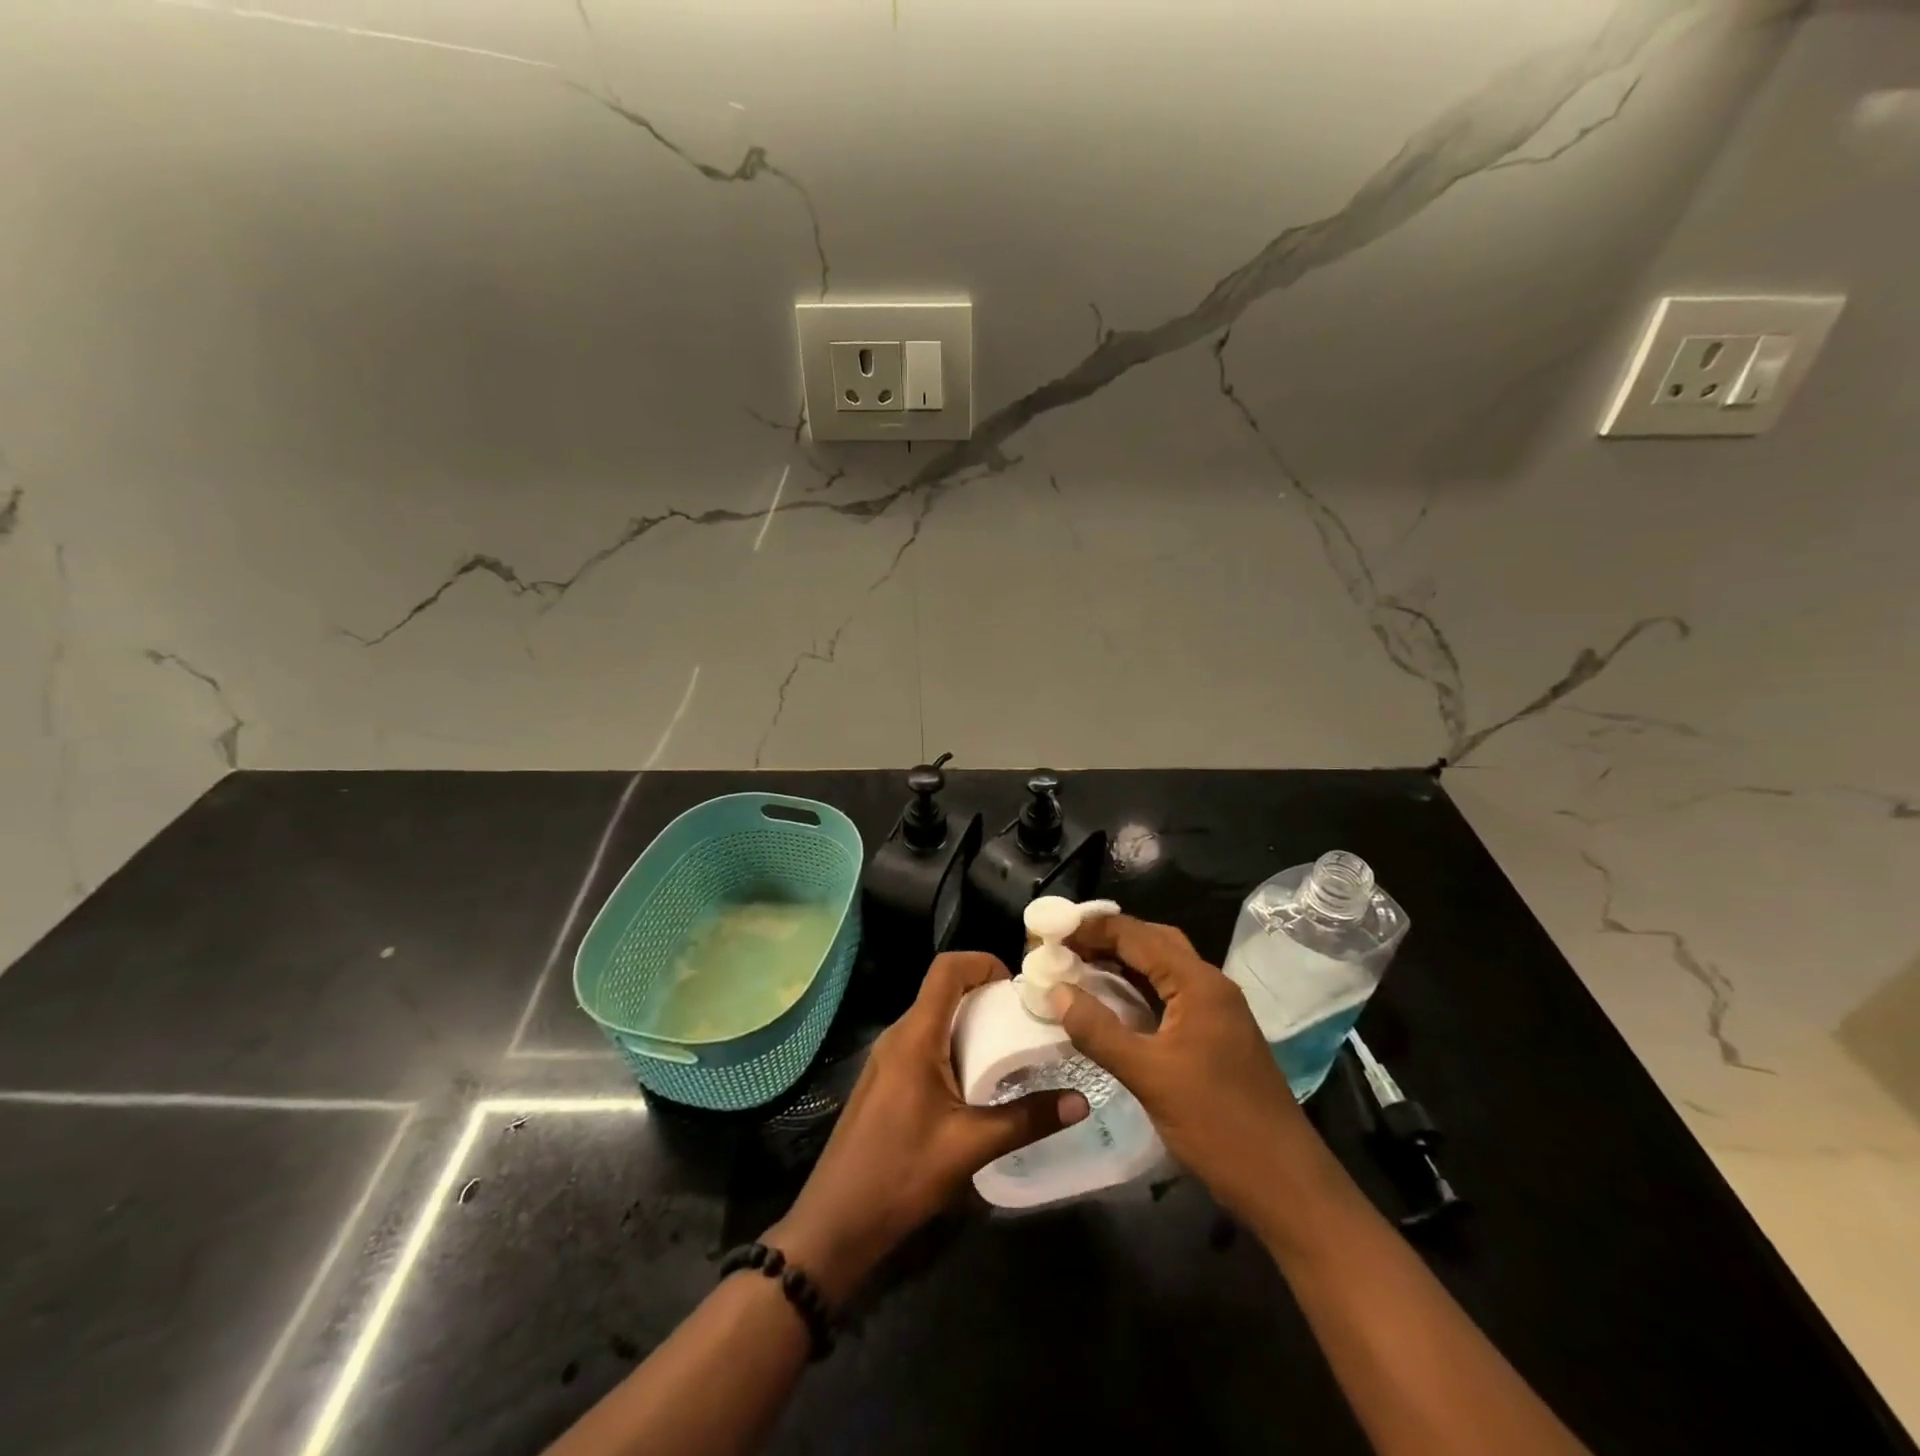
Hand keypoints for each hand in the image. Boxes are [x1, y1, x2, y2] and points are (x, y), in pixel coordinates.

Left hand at [767, 952, 1087, 1303]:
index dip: (983, 962)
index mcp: (915, 1036)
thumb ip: (1026, 1119)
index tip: (1018, 987)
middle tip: (1026, 1021)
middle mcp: (898, 1035)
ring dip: (971, 1022)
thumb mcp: (970, 1147)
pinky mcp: (885, 1079)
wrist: (836, 1222)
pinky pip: (923, 1042)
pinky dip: (953, 1044)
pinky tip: (976, 1081)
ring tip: (1010, 1049)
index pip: (946, 969)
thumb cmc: (901, 1175)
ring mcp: (887, 1057)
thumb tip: (1080, 1102)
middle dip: (986, 995)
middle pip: (943, 990)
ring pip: (934, 1017)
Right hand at [1055, 915, 1311, 1222]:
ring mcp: (1216, 1011)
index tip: (1050, 930)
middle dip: (1107, 937)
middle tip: (1062, 944)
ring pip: (1162, 968)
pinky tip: (1111, 1004)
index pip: (1137, 935)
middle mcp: (1210, 985)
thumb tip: (1055, 991)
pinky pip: (1169, 994)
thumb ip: (1099, 1031)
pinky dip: (1137, 989)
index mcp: (1198, 983)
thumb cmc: (1218, 1124)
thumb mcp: (1149, 1076)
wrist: (1286, 1184)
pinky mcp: (1215, 1035)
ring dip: (1122, 962)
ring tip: (1077, 966)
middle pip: (1153, 941)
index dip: (1092, 928)